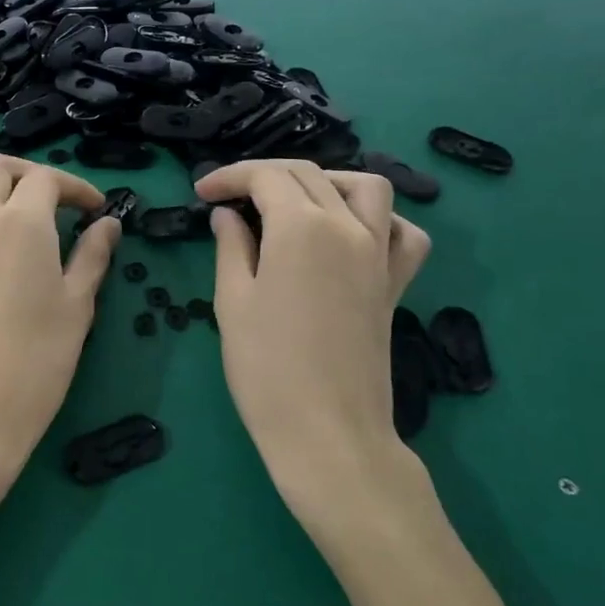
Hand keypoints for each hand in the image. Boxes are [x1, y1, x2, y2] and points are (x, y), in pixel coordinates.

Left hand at [0, 154, 119, 511]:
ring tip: (10, 209)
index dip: (76, 187)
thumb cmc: (40, 357)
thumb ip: (93, 255)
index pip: (47, 178)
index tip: (96, 211)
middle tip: (55, 201)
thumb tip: (109, 223)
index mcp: (23, 222)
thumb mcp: (78, 304)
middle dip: (28, 172)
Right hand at [194, 161, 431, 534]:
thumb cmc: (266, 368)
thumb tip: (227, 215)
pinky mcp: (395, 283)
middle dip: (265, 174)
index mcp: (302, 227)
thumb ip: (231, 247)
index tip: (202, 191)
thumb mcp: (232, 302)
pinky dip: (380, 219)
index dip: (230, 176)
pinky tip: (352, 232)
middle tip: (230, 197)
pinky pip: (402, 233)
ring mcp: (379, 254)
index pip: (266, 177)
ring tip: (293, 201)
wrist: (327, 431)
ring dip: (326, 181)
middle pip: (309, 174)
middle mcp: (348, 227)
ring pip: (366, 187)